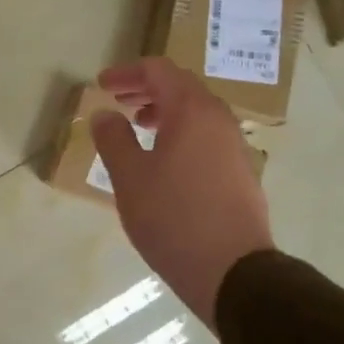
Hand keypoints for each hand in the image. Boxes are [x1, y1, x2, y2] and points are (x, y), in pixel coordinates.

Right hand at [92, 59, 273, 331]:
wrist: (233, 271)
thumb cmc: (173, 218)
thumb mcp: (130, 178)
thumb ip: (113, 139)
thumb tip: (105, 115)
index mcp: (192, 111)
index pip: (158, 71)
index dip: (127, 73)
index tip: (102, 84)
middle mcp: (219, 119)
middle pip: (181, 87)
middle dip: (146, 89)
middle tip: (117, 101)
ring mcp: (235, 145)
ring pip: (196, 112)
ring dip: (164, 112)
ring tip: (139, 128)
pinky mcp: (241, 171)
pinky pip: (207, 135)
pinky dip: (181, 132)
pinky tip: (164, 160)